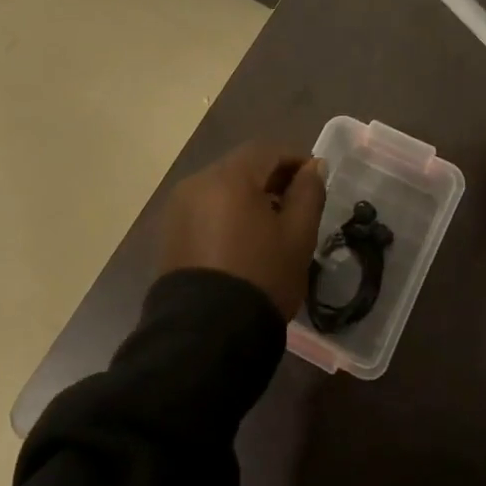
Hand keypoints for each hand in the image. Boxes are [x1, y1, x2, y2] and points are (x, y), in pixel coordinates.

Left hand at [160, 143, 327, 317]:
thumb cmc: (260, 277)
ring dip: (249, 196)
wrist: (206, 335)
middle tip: (297, 203)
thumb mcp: (298, 235)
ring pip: (222, 188)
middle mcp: (197, 183)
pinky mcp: (170, 233)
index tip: (315, 181)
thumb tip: (313, 166)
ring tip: (272, 226)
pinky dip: (227, 214)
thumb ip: (309, 193)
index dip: (295, 160)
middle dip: (271, 178)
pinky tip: (244, 240)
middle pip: (242, 167)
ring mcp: (178, 209)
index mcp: (228, 177)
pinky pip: (205, 209)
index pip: (267, 150)